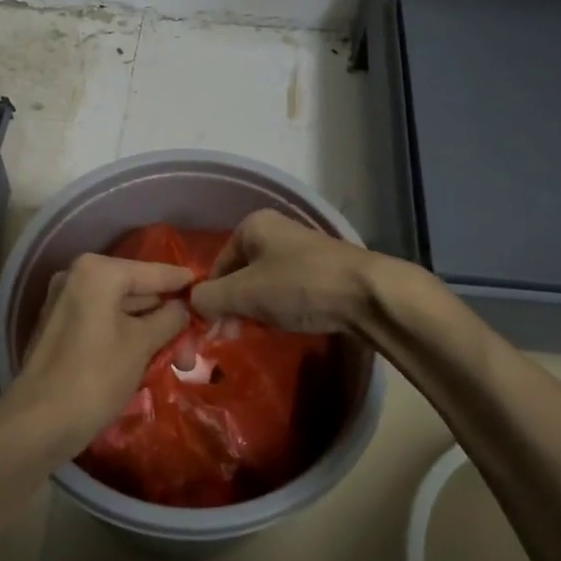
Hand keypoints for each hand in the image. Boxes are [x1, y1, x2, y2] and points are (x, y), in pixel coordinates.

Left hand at [4, 253, 191, 459]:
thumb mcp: (142, 344)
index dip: (184, 283)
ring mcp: (65, 302)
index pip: (154, 272)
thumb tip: (184, 307)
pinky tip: (149, 359)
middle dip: (168, 318)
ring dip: (150, 332)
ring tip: (179, 360)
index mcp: (98, 271)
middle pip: (137, 292)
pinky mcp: (60, 328)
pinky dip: (126, 337)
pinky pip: (103, 323)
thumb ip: (170, 318)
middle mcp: (78, 276)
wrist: (38, 422)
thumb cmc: (96, 376)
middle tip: (195, 345)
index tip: (210, 289)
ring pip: (121, 310)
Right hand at [190, 209, 379, 333]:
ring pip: (264, 284)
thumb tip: (192, 305)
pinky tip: (287, 325)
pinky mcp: (322, 271)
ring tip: (260, 332)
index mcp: (252, 226)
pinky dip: (282, 308)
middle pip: (240, 274)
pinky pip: (288, 290)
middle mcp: (276, 231)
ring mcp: (301, 250)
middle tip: (234, 334)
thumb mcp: (244, 294)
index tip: (215, 329)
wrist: (368, 294)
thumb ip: (209, 298)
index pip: (217, 265)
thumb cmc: (299, 286)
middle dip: (234, 305)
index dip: (212, 298)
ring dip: (257, 309)